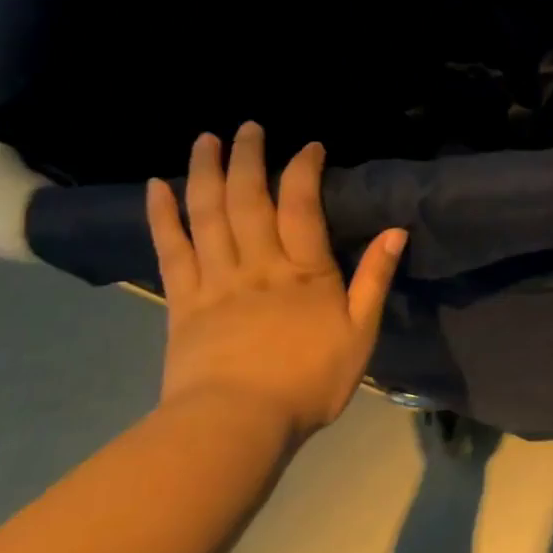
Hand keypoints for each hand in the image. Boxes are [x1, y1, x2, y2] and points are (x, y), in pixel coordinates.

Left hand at [146, 122, 407, 441]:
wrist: (235, 426)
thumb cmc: (307, 382)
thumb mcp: (359, 334)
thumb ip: (374, 280)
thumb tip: (395, 231)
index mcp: (303, 270)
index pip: (301, 205)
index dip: (304, 169)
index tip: (309, 145)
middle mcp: (257, 263)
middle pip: (248, 198)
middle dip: (248, 157)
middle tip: (248, 126)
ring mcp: (215, 279)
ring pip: (207, 214)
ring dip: (206, 172)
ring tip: (205, 138)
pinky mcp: (182, 300)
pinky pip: (171, 249)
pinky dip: (162, 215)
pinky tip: (157, 187)